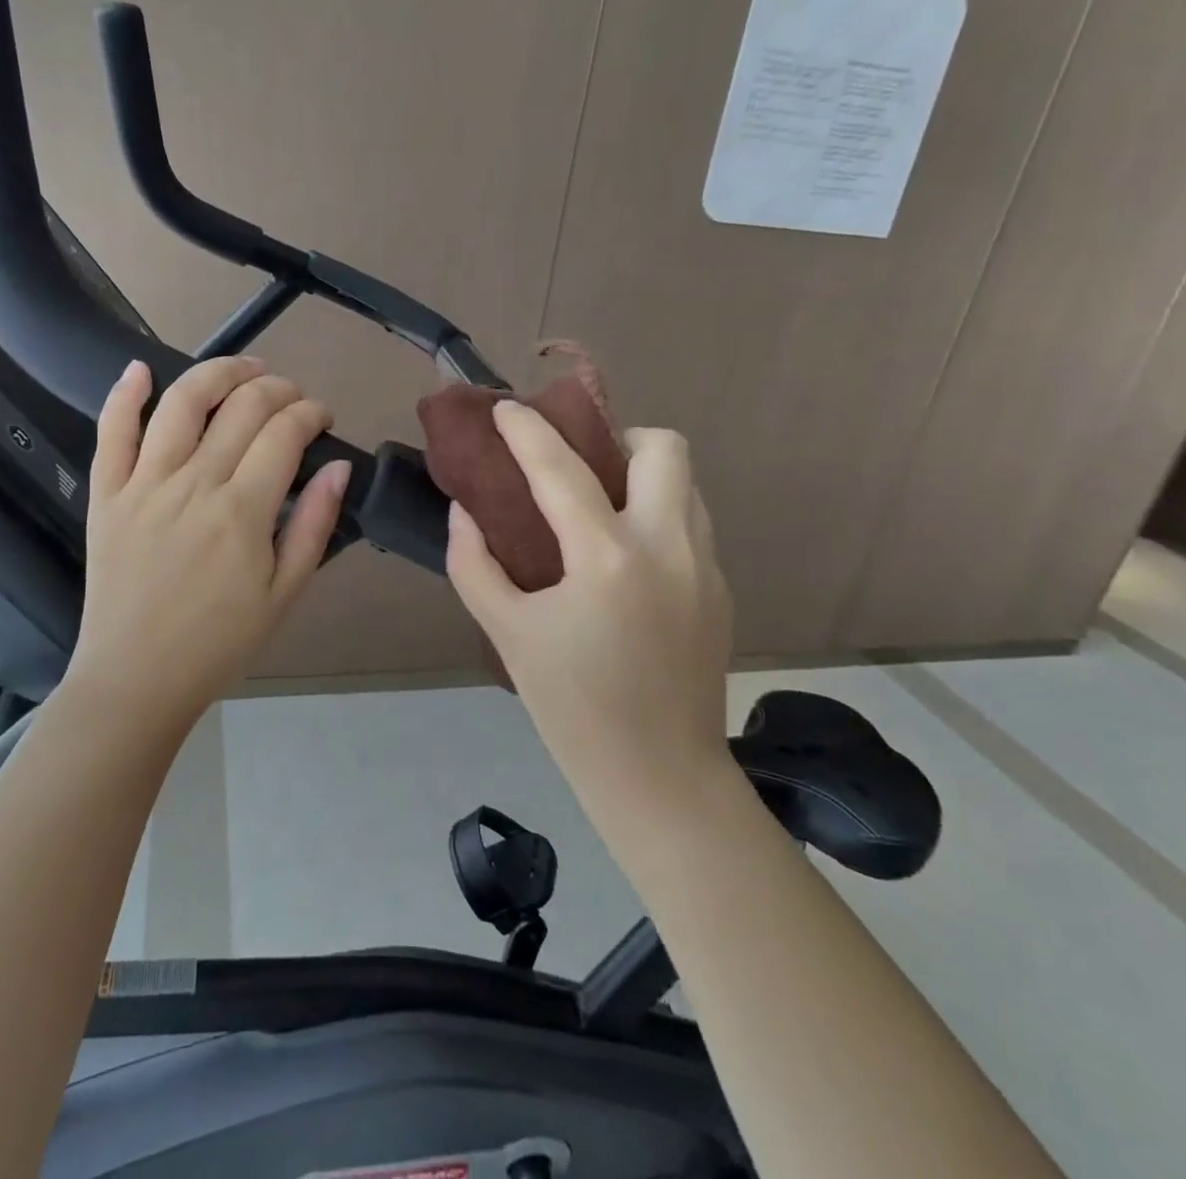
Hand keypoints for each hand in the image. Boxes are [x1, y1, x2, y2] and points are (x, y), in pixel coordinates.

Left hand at [66, 356, 351, 723]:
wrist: (137, 678)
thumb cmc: (219, 643)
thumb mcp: (285, 594)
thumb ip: (314, 526)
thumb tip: (338, 467)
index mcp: (242, 512)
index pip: (285, 434)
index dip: (310, 413)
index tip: (322, 418)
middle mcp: (194, 484)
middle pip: (242, 407)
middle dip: (277, 389)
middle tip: (292, 397)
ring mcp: (144, 484)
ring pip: (182, 403)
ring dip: (218, 373)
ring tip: (244, 368)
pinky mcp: (106, 494)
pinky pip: (111, 432)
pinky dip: (125, 394)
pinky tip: (141, 368)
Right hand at [446, 401, 734, 812]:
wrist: (659, 776)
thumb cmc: (571, 707)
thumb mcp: (507, 633)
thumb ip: (474, 563)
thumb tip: (464, 511)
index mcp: (608, 558)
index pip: (562, 468)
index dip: (526, 430)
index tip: (505, 408)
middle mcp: (669, 547)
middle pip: (663, 447)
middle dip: (618, 436)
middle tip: (580, 464)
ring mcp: (705, 566)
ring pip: (686, 483)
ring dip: (643, 476)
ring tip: (602, 507)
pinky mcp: (722, 590)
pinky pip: (692, 524)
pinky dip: (657, 516)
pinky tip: (626, 558)